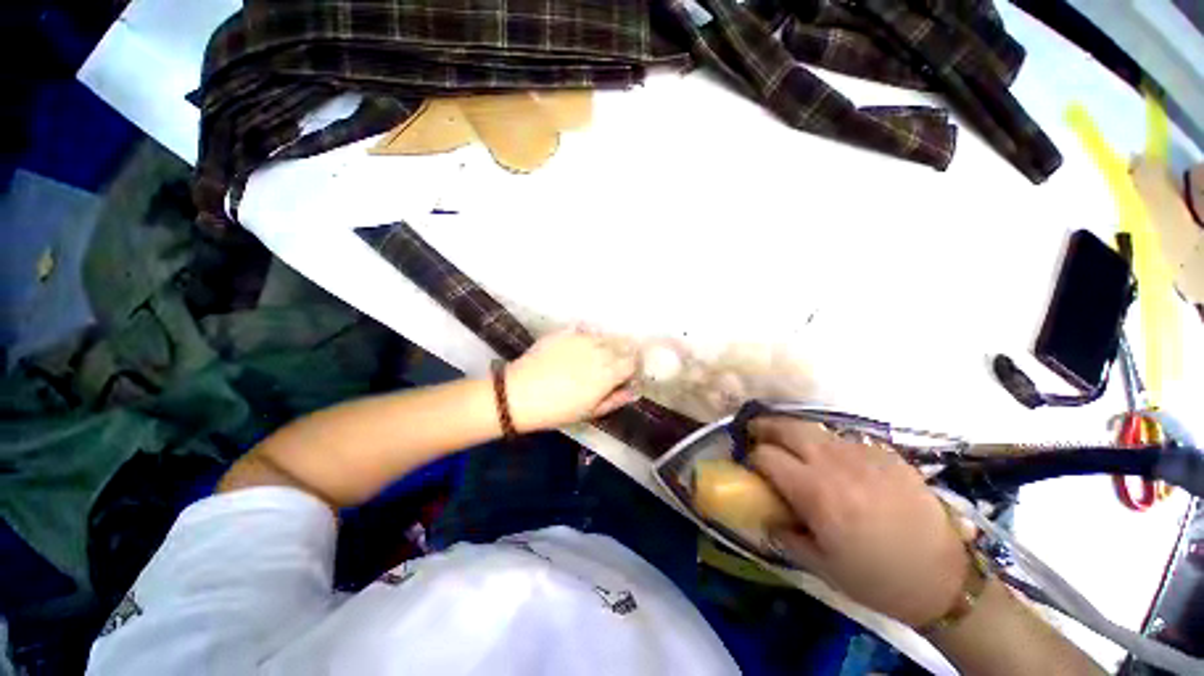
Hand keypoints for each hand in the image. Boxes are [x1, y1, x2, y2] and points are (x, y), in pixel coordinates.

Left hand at [505, 328, 638, 430]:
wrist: (518, 394)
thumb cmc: (557, 410)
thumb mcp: (590, 412)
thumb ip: (616, 399)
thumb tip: (634, 390)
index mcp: (609, 372)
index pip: (634, 360)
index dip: (634, 366)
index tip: (629, 373)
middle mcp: (600, 349)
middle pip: (623, 344)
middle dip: (624, 352)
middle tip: (614, 365)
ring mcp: (582, 337)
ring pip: (605, 335)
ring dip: (607, 344)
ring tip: (595, 356)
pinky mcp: (565, 331)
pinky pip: (585, 330)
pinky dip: (588, 337)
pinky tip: (578, 348)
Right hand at [749, 418, 968, 627]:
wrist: (945, 580)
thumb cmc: (876, 578)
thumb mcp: (821, 565)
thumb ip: (784, 534)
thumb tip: (765, 514)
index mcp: (816, 492)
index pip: (766, 455)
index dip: (753, 458)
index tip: (752, 467)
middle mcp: (836, 464)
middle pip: (787, 427)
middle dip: (766, 427)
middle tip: (757, 434)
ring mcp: (864, 454)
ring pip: (815, 427)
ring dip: (795, 433)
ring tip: (792, 446)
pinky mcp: (887, 454)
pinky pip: (845, 440)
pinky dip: (829, 446)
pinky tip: (836, 464)